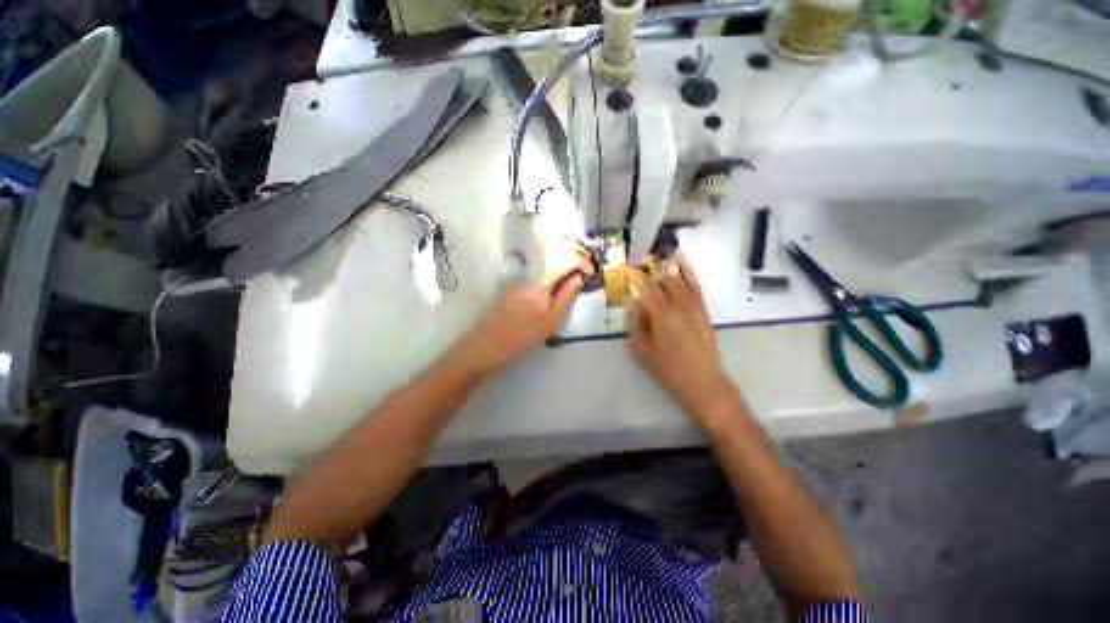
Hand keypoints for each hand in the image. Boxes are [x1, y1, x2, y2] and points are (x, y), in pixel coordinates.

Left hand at [458, 265, 584, 376]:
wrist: (485, 347)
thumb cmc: (522, 338)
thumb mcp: (550, 322)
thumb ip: (566, 298)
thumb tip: (578, 278)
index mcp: (540, 285)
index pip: (563, 262)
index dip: (579, 262)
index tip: (589, 271)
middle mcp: (527, 277)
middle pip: (553, 264)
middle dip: (569, 267)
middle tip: (579, 279)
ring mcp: (516, 283)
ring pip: (542, 274)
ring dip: (556, 277)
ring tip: (565, 290)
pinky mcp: (509, 290)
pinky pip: (532, 282)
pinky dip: (543, 286)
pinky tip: (545, 299)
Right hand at [629, 257, 730, 417]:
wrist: (703, 382)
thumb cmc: (668, 369)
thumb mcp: (641, 350)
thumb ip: (636, 324)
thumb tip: (635, 305)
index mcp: (661, 315)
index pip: (645, 288)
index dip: (635, 278)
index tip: (626, 270)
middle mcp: (679, 304)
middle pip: (661, 281)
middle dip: (648, 274)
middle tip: (637, 271)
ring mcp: (694, 305)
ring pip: (678, 280)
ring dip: (664, 271)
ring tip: (653, 262)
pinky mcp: (703, 309)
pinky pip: (695, 286)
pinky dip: (688, 273)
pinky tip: (681, 262)